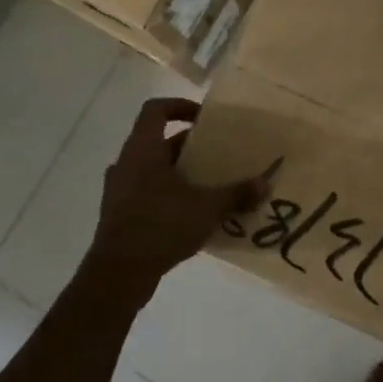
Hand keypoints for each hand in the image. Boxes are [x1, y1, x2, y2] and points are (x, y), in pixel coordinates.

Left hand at [82, 97, 270, 306]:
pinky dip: (169, 196)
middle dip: (190, 147)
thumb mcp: (206, 208)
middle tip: (218, 155)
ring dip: (180, 173)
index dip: (179, 106)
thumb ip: (236, 193)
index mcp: (142, 149)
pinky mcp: (119, 215)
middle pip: (159, 142)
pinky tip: (192, 215)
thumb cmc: (160, 226)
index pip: (155, 110)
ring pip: (153, 169)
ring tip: (209, 185)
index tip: (204, 118)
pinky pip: (147, 193)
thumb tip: (265, 183)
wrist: (117, 275)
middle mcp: (126, 163)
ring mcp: (119, 190)